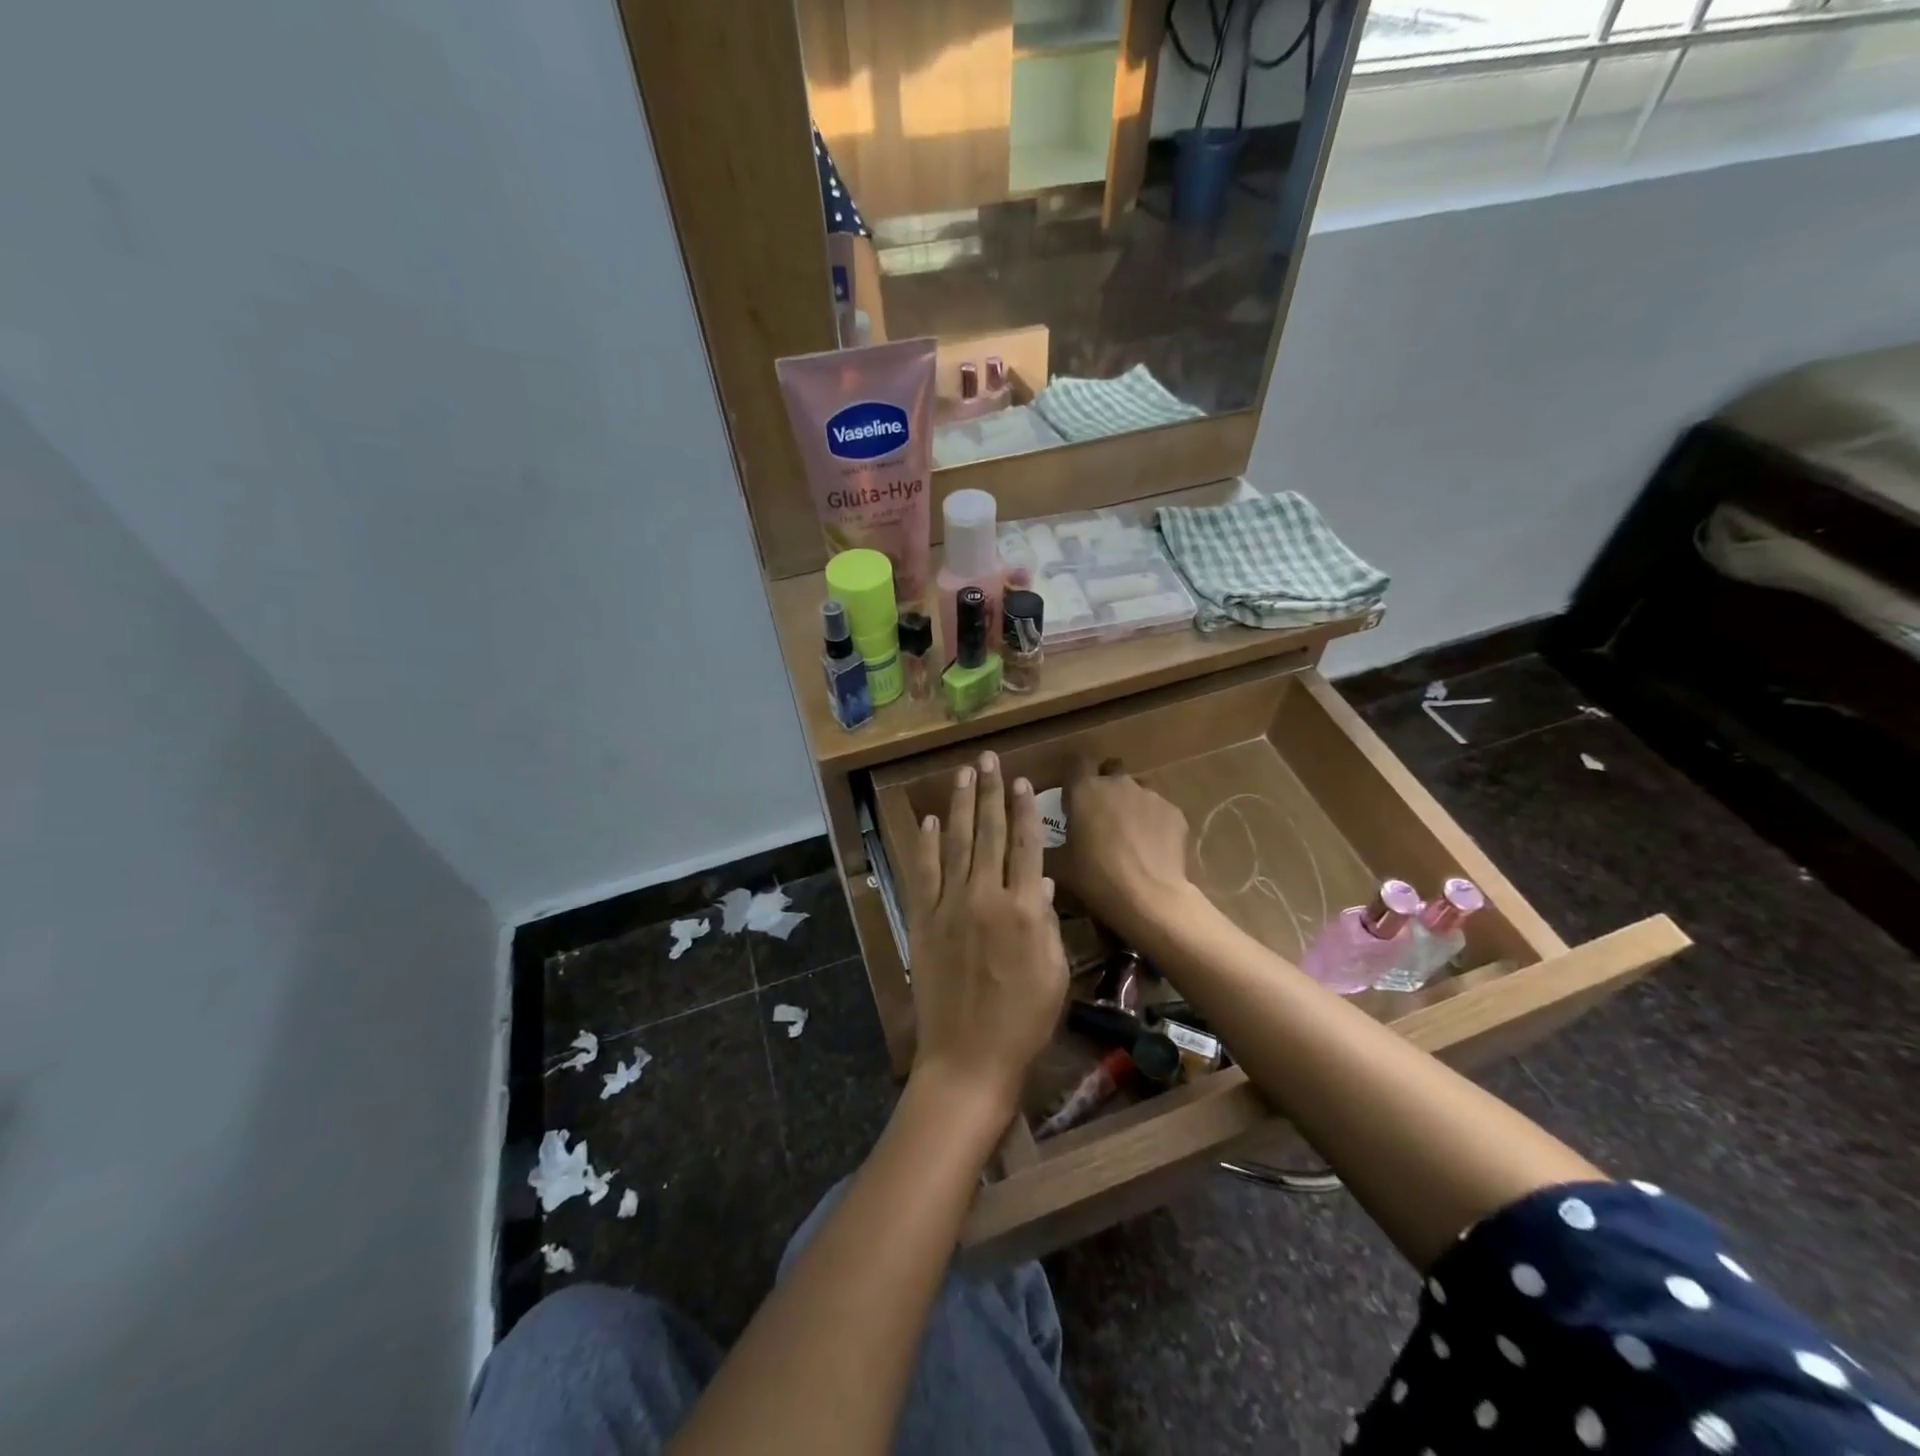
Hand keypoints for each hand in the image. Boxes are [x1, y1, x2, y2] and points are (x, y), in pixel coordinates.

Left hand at [904, 752, 1068, 1115]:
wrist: (969, 1057)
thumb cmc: (1024, 1020)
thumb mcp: (1053, 971)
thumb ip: (1048, 921)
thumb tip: (1045, 882)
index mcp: (1025, 909)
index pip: (1026, 845)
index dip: (1024, 809)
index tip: (1021, 780)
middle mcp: (987, 896)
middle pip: (990, 833)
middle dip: (990, 792)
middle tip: (988, 759)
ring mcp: (950, 906)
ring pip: (956, 843)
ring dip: (960, 805)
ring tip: (963, 774)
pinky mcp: (923, 921)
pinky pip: (924, 874)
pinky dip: (925, 846)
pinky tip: (927, 821)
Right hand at [1056, 763, 1194, 942]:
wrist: (1148, 898)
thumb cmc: (1095, 878)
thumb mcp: (1058, 865)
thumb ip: (1046, 843)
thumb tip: (1038, 839)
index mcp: (1085, 790)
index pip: (1076, 764)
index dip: (1074, 778)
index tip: (1071, 798)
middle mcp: (1118, 783)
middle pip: (1110, 770)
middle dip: (1105, 785)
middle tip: (1100, 815)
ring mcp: (1150, 795)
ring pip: (1138, 790)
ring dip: (1130, 804)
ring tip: (1129, 835)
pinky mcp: (1174, 812)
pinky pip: (1160, 811)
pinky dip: (1154, 823)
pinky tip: (1152, 848)